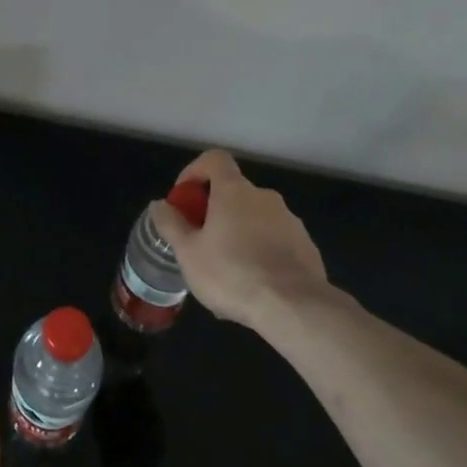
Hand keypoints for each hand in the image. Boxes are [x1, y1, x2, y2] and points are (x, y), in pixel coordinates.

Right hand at [149, 149, 334, 331]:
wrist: (295, 308)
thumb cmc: (232, 273)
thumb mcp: (188, 252)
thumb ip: (171, 224)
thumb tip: (159, 205)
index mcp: (234, 191)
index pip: (214, 159)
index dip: (195, 171)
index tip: (185, 197)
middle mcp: (264, 197)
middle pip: (233, 192)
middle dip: (214, 212)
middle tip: (200, 242)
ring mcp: (290, 222)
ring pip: (254, 219)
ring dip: (238, 234)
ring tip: (226, 272)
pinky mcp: (306, 247)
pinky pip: (275, 241)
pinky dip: (260, 253)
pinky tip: (252, 285)